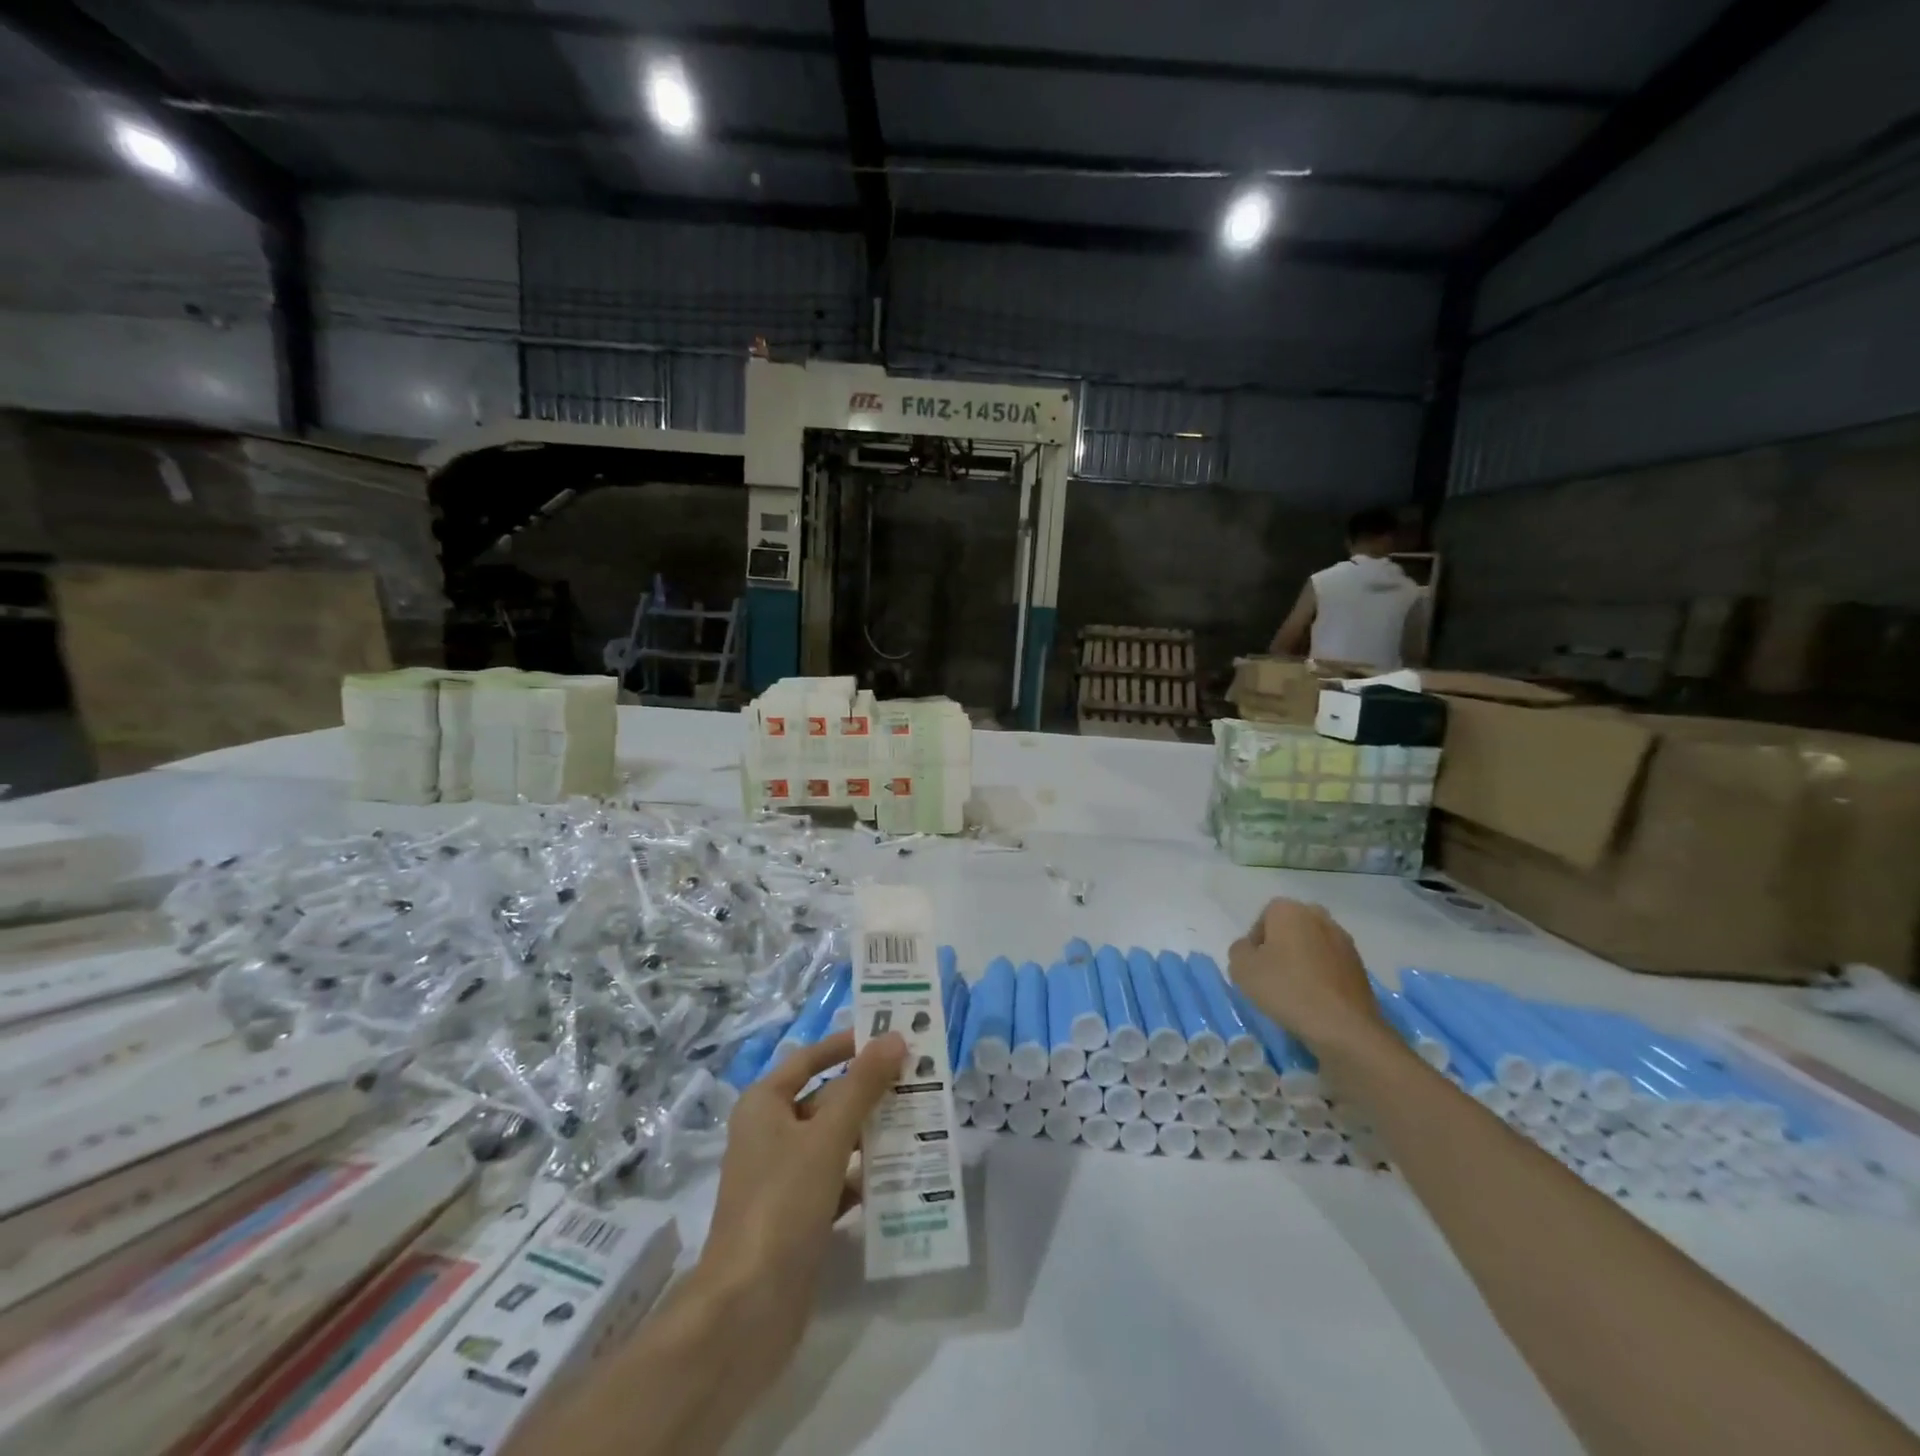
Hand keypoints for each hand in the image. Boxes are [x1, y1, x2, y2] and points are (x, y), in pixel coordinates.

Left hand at [689, 1029, 906, 1396]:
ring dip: (873, 1133)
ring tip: (922, 1121)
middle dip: (869, 1091)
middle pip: (826, 1099)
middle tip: (919, 1080)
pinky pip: (838, 1180)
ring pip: (835, 1140)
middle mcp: (770, 1133)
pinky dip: (865, 1175)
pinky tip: (902, 1173)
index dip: (847, 1045)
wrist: (746, 1309)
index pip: (809, 1059)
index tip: (889, 1037)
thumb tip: (895, 1038)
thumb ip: (862, 1086)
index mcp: (764, 1105)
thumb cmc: (782, 1203)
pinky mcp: (798, 1215)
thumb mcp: (827, 1137)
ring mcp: (783, 1177)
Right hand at [1228, 898, 1387, 1053]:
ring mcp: (1344, 942)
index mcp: (1290, 911)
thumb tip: (1251, 949)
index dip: (1256, 941)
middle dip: (1282, 946)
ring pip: (1314, 946)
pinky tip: (1315, 999)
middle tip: (1272, 974)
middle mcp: (1320, 918)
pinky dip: (1322, 976)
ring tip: (1295, 990)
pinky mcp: (1360, 967)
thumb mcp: (1242, 969)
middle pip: (1292, 927)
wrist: (1344, 1027)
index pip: (1265, 916)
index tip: (1254, 965)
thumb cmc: (1287, 989)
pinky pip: (1331, 965)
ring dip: (1303, 961)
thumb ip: (1239, 950)